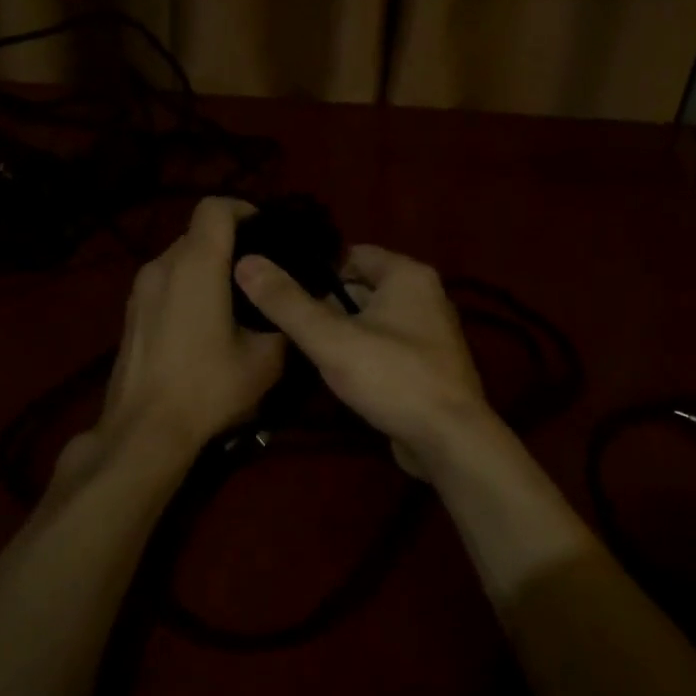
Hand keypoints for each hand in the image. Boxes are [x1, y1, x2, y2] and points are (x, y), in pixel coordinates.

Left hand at [65, 198, 285, 482]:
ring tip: (234, 300)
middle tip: (259, 273)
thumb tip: (293, 306)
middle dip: (230, 243)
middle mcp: (162, 265)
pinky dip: (187, 286)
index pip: (215, 207)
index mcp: (196, 265)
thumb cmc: (208, 388)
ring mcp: (139, 288)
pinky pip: (165, 281)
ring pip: (180, 258)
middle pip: (198, 233)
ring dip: (207, 267)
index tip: (268, 234)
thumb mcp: (266, 359)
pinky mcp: (130, 312)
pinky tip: (203, 323)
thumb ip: (283, 320)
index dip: (245, 210)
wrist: (144, 430)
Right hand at [233, 244, 495, 474]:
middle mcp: (423, 296)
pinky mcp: (425, 366)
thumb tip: (246, 263)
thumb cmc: (393, 377)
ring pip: (369, 320)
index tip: (276, 283)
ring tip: (296, 344)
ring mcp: (428, 333)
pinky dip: (358, 353)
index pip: (350, 254)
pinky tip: (330, 371)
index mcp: (407, 275)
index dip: (312, 267)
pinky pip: (382, 347)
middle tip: (280, 318)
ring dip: (339, 331)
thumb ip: (287, 302)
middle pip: (359, 287)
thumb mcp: (331, 338)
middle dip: (323, 303)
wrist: (450, 441)